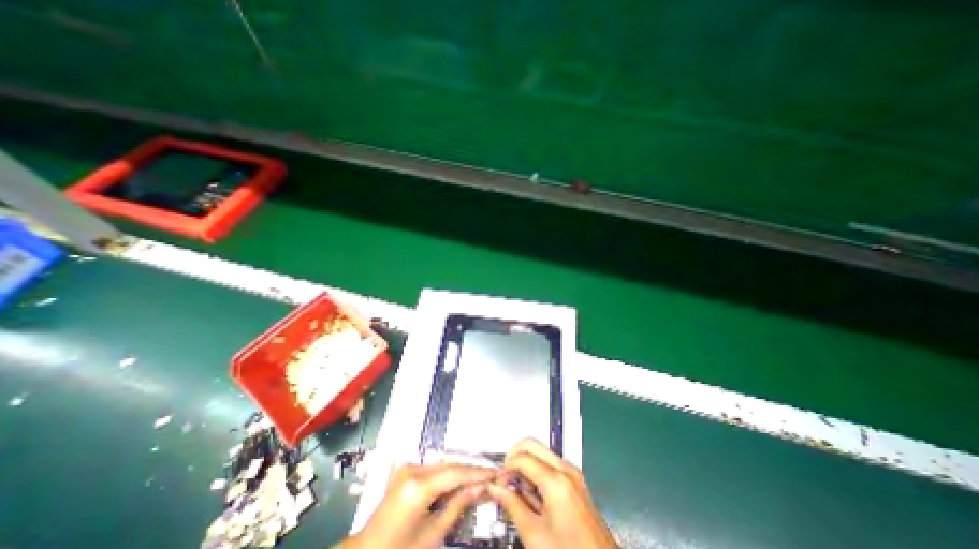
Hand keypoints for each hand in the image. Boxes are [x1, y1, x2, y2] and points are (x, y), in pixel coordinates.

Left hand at [342, 462, 497, 547]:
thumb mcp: (432, 534)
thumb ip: (458, 506)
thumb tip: (482, 488)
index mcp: (418, 485)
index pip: (455, 473)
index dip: (478, 473)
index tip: (496, 473)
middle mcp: (413, 468)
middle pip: (451, 465)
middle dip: (472, 471)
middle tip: (492, 476)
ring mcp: (409, 467)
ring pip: (444, 465)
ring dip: (462, 472)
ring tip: (481, 479)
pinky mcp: (407, 470)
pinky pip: (435, 469)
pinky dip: (449, 474)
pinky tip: (461, 481)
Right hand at [490, 438, 618, 547]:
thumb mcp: (535, 536)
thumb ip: (512, 506)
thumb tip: (496, 488)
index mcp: (556, 480)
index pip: (522, 457)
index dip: (505, 467)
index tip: (497, 482)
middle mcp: (566, 469)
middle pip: (532, 444)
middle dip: (514, 457)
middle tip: (504, 479)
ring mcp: (573, 473)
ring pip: (540, 452)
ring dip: (524, 464)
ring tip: (517, 491)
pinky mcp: (576, 481)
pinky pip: (550, 464)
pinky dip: (536, 470)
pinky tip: (532, 495)